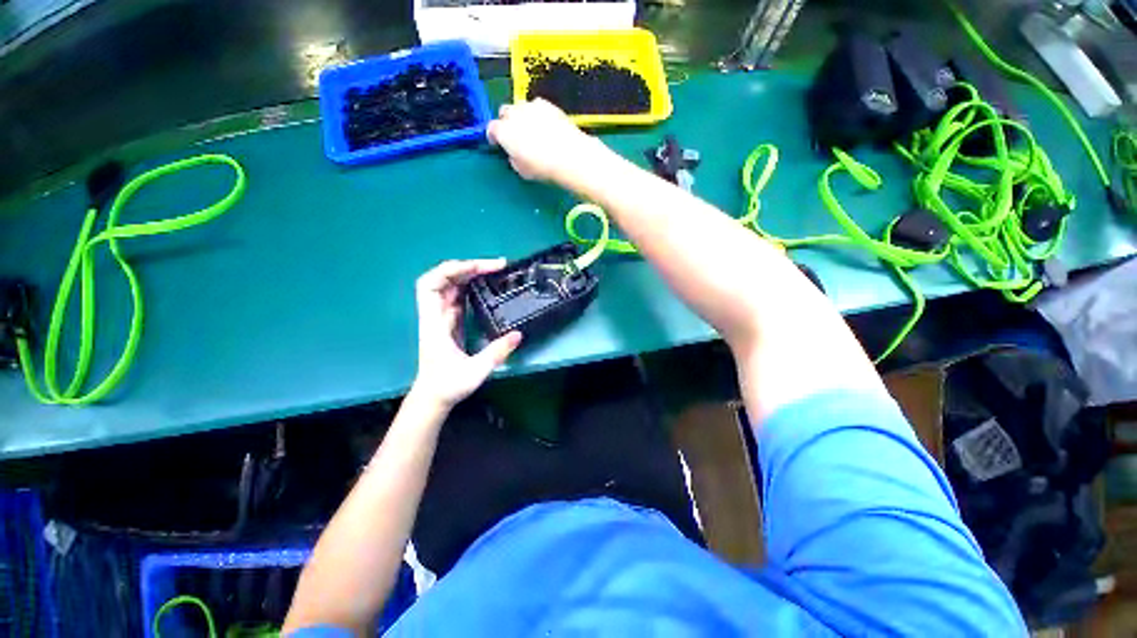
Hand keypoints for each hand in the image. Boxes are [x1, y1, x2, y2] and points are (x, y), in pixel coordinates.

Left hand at [411, 259, 522, 409]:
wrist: (433, 397)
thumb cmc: (448, 386)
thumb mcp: (475, 372)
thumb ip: (496, 353)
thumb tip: (518, 334)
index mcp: (434, 323)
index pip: (431, 285)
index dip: (451, 270)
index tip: (478, 268)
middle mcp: (436, 315)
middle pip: (443, 279)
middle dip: (467, 267)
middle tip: (496, 266)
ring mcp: (443, 317)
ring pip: (451, 285)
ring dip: (470, 273)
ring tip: (495, 270)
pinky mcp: (451, 321)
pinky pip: (459, 296)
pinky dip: (472, 286)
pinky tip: (487, 285)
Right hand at [486, 99, 607, 183]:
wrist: (569, 155)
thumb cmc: (543, 168)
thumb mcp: (522, 170)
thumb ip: (514, 158)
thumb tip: (515, 153)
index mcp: (504, 132)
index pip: (491, 129)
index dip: (493, 137)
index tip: (497, 144)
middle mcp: (514, 114)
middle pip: (505, 113)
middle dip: (507, 122)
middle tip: (515, 136)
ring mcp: (531, 106)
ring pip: (520, 107)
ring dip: (521, 116)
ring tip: (531, 130)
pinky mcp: (547, 104)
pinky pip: (536, 106)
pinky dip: (537, 114)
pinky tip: (545, 126)